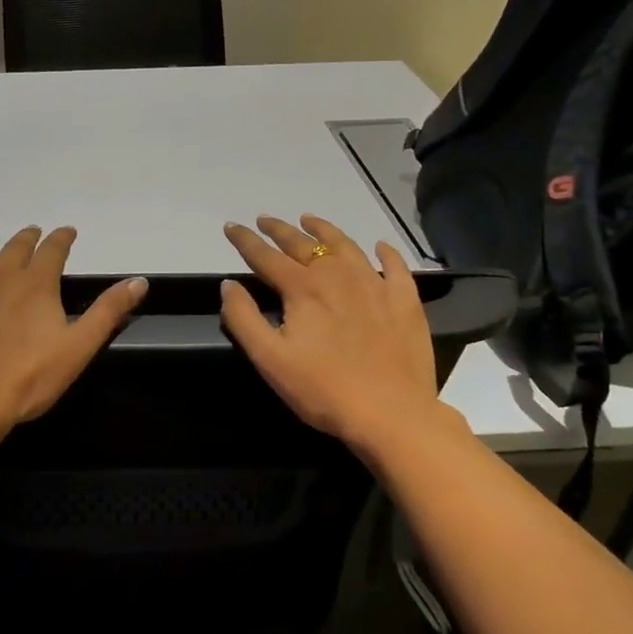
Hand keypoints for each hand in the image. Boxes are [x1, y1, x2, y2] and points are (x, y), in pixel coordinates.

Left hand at [0, 213, 147, 439]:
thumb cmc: (26, 379)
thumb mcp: (78, 348)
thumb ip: (108, 312)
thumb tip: (139, 280)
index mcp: (36, 285)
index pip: (53, 251)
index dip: (61, 239)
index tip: (66, 231)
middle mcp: (0, 276)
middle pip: (16, 247)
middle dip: (27, 237)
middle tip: (31, 230)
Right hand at [220, 214, 461, 457]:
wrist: (392, 414)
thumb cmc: (323, 389)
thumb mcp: (270, 359)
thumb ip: (243, 318)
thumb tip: (228, 285)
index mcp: (303, 288)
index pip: (266, 256)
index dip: (245, 240)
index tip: (231, 226)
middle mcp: (338, 275)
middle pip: (303, 244)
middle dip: (280, 230)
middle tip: (265, 220)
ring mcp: (375, 285)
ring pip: (346, 245)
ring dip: (324, 230)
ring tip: (309, 220)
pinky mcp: (404, 301)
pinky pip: (394, 266)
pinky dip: (384, 252)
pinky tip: (379, 247)